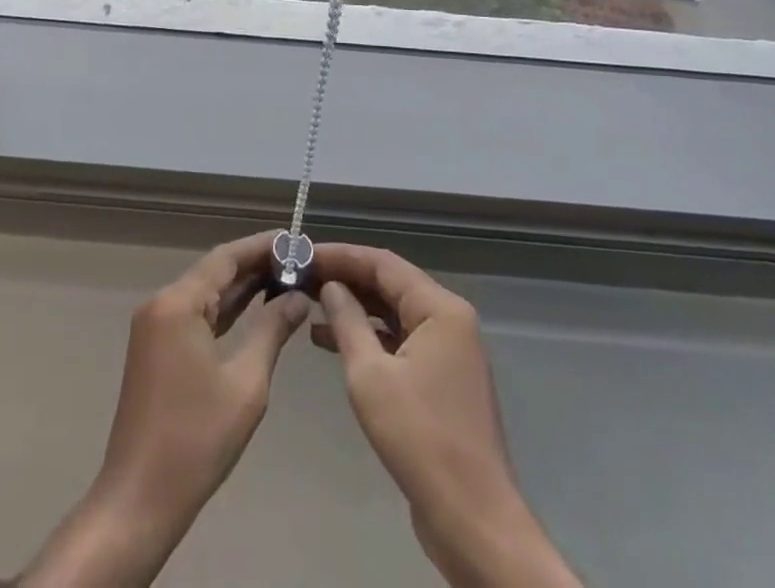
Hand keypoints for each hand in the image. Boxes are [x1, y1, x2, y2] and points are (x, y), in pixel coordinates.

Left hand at [18, 233, 309, 586]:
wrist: (139, 499)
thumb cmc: (196, 440)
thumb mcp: (246, 383)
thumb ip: (272, 330)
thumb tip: (298, 297)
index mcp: (178, 303)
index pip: (226, 257)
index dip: (262, 246)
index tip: (296, 240)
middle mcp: (162, 303)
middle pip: (214, 271)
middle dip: (256, 265)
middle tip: (299, 261)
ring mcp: (155, 326)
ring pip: (205, 292)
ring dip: (242, 287)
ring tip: (287, 279)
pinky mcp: (156, 348)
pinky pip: (196, 314)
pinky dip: (225, 310)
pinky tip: (255, 308)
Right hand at [314, 243, 580, 587]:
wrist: (473, 521)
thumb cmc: (421, 440)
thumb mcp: (370, 376)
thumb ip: (347, 322)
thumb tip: (329, 286)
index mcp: (440, 309)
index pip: (383, 263)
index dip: (341, 255)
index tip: (302, 252)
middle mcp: (449, 320)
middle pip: (390, 284)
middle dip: (345, 279)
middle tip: (301, 276)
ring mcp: (448, 350)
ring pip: (393, 312)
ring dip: (353, 308)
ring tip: (307, 303)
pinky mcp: (441, 379)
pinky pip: (399, 341)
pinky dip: (368, 336)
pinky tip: (329, 341)